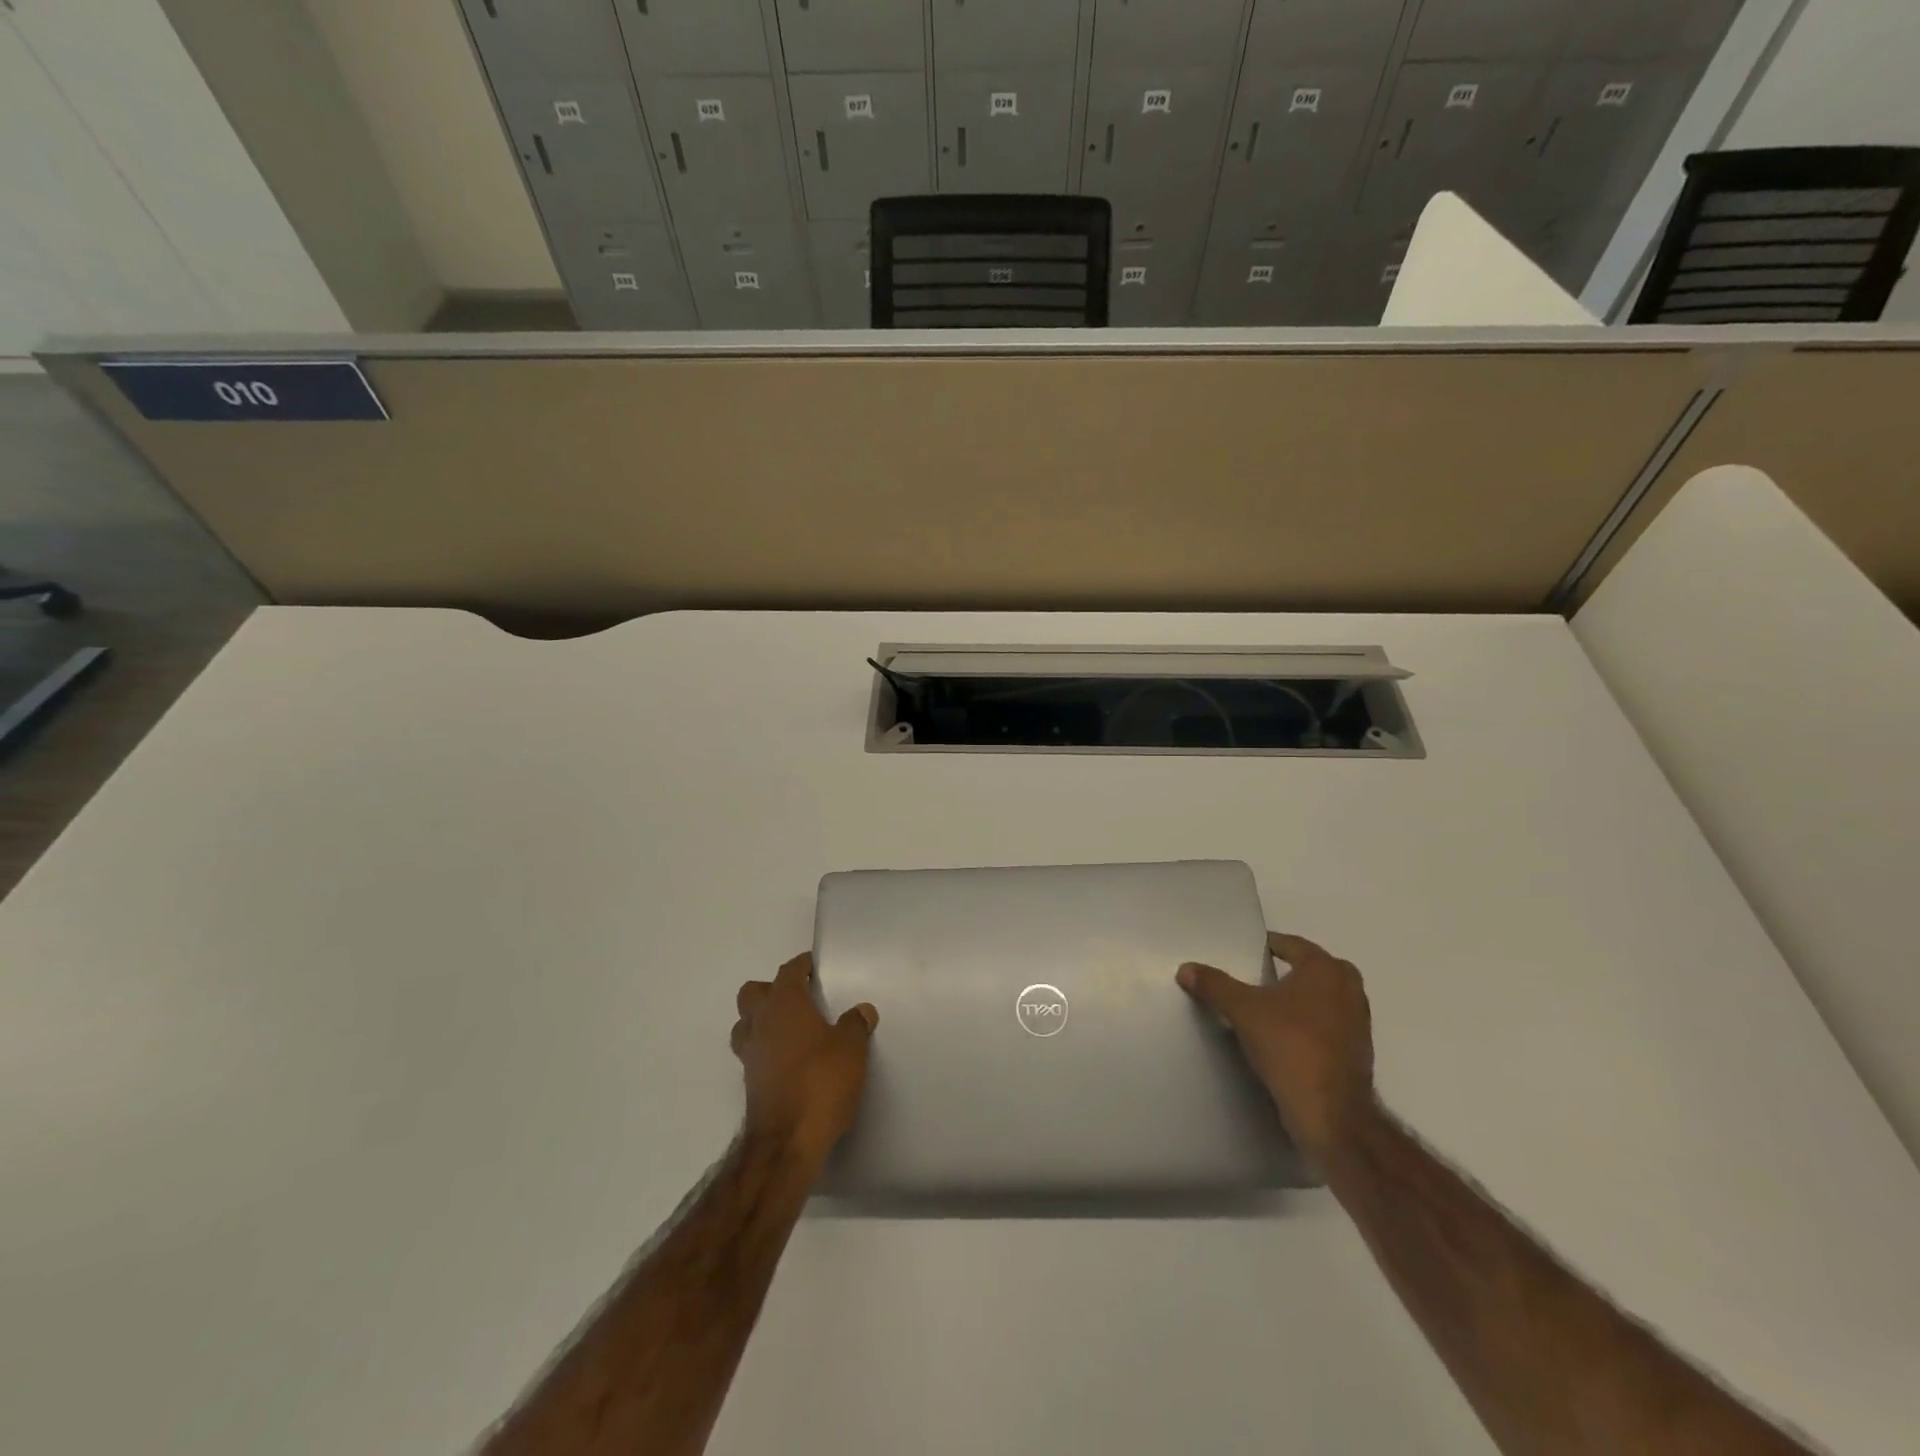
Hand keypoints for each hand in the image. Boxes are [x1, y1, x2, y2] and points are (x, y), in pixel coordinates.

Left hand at [731, 953, 877, 1168]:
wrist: (786, 1142)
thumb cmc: (820, 1082)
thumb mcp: (851, 1049)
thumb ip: (855, 1025)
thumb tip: (861, 1010)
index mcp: (783, 1004)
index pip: (788, 971)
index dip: (802, 965)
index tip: (815, 966)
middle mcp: (760, 1023)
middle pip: (754, 993)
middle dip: (773, 989)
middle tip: (801, 997)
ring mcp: (750, 1054)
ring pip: (746, 1023)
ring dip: (763, 1020)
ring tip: (791, 1029)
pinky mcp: (750, 1083)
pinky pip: (753, 1052)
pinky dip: (767, 1049)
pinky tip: (790, 1060)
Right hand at [1178, 932, 1375, 1164]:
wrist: (1331, 1113)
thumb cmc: (1290, 1046)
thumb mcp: (1242, 1010)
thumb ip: (1214, 985)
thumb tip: (1185, 968)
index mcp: (1326, 969)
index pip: (1292, 945)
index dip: (1267, 945)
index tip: (1245, 951)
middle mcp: (1349, 989)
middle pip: (1311, 969)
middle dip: (1286, 971)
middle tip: (1255, 976)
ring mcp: (1358, 1023)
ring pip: (1321, 999)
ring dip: (1297, 999)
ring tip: (1265, 1006)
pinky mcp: (1356, 1052)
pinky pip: (1326, 1025)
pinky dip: (1307, 1024)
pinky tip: (1282, 1036)